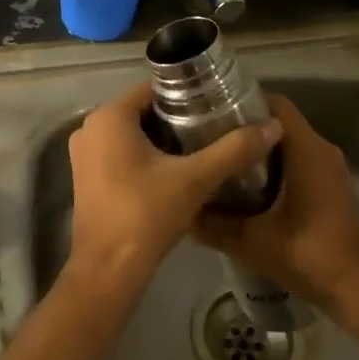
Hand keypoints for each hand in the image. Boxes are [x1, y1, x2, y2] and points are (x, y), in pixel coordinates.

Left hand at [66, 82, 282, 285]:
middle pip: (143, 110)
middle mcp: (91, 127)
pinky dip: (146, 156)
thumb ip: (234, 149)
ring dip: (164, 138)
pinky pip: (121, 152)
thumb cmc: (146, 215)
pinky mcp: (87, 177)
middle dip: (178, 117)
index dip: (187, 93)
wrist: (108, 271)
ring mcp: (85, 154)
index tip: (217, 102)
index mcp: (109, 116)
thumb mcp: (196, 179)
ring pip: (133, 133)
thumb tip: (273, 126)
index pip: (153, 88)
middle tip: (216, 125)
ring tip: (204, 145)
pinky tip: (178, 170)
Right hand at [196, 93, 358, 324]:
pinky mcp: (330, 188)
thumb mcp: (252, 242)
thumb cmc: (310, 254)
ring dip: (256, 149)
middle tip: (206, 136)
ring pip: (287, 144)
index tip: (209, 109)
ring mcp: (329, 169)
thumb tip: (182, 212)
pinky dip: (272, 167)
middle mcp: (320, 150)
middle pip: (278, 123)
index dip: (242, 100)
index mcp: (306, 149)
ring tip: (219, 159)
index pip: (275, 104)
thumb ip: (214, 225)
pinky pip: (297, 163)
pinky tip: (244, 187)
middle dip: (243, 126)